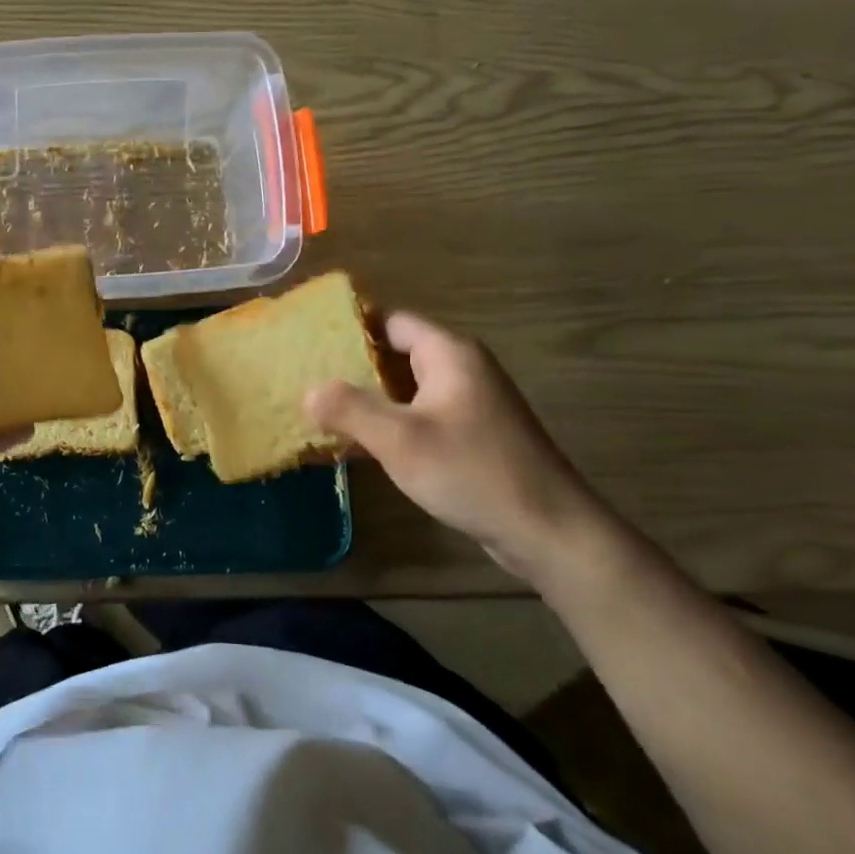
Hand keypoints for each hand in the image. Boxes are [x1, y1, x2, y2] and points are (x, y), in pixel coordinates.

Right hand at [304, 311, 617, 588]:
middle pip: (396, 354)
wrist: (549, 531)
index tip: (309, 341)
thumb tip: (308, 392)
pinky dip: (389, 424)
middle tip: (305, 378)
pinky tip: (357, 444)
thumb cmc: (473, 472)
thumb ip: (349, 409)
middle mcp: (462, 370)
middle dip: (351, 366)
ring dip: (367, 399)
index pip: (391, 321)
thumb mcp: (400, 439)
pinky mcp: (472, 436)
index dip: (351, 327)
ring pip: (405, 389)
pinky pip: (419, 417)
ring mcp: (469, 404)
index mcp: (449, 355)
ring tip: (320, 411)